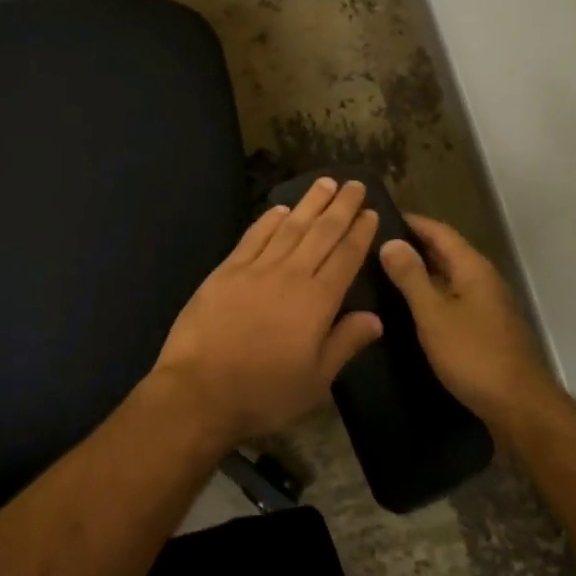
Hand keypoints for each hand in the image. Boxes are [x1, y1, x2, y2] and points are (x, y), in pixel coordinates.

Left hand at [150, 178, 383, 444]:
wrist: (199, 389)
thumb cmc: (263, 392)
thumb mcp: (315, 380)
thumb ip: (345, 343)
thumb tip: (375, 318)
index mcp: (316, 302)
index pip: (345, 258)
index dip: (359, 233)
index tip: (371, 211)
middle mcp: (290, 275)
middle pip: (321, 233)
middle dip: (341, 207)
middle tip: (355, 184)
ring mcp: (255, 268)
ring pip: (289, 227)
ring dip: (309, 203)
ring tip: (325, 183)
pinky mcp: (227, 270)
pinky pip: (253, 237)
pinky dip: (269, 220)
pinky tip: (280, 209)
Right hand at [379, 214, 551, 430]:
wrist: (520, 407)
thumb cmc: (473, 355)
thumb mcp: (433, 314)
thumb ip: (411, 277)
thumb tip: (390, 242)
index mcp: (473, 268)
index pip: (439, 231)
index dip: (411, 222)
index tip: (379, 218)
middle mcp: (484, 279)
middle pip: (446, 251)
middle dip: (413, 245)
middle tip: (374, 246)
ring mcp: (489, 304)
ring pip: (450, 276)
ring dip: (421, 271)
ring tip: (385, 273)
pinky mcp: (487, 328)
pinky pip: (454, 298)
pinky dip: (432, 294)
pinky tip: (411, 307)